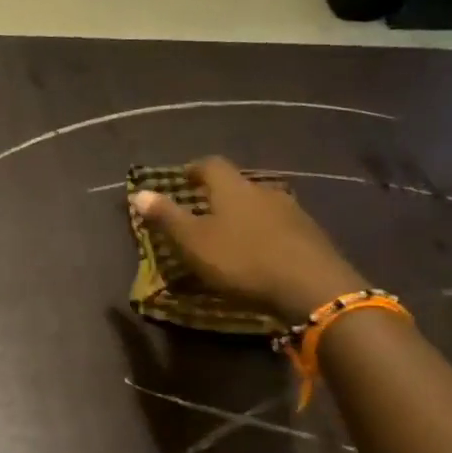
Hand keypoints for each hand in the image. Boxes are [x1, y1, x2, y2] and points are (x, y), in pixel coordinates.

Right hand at [130, 156, 367, 324]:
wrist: (313, 287)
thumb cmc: (242, 260)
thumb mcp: (193, 241)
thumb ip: (166, 217)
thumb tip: (138, 192)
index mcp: (232, 187)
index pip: (210, 165)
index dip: (194, 170)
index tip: (183, 180)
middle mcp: (263, 190)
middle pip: (238, 184)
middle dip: (220, 195)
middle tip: (204, 211)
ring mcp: (292, 211)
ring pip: (261, 205)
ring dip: (245, 215)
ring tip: (233, 234)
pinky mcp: (311, 235)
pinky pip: (281, 226)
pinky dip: (266, 233)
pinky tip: (262, 252)